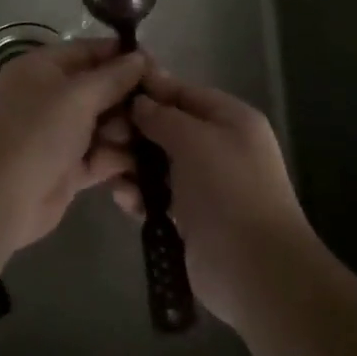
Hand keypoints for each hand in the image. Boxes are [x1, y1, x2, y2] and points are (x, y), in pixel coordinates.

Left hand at [0, 38, 143, 251]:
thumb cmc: (36, 131)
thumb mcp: (77, 95)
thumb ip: (113, 77)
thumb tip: (140, 58)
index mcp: (46, 67)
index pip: (92, 51)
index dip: (125, 57)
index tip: (159, 68)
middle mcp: (53, 96)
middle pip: (102, 89)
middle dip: (130, 99)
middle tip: (161, 110)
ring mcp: (60, 134)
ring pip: (106, 125)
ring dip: (128, 132)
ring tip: (147, 140)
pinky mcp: (69, 169)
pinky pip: (102, 157)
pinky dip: (120, 160)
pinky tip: (147, 165)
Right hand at [110, 66, 311, 329]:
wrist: (255, 269)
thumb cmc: (227, 189)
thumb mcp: (194, 139)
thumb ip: (162, 116)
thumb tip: (140, 102)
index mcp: (230, 119)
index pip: (183, 92)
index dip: (149, 88)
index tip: (111, 86)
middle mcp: (219, 146)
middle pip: (168, 127)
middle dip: (135, 130)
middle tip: (101, 134)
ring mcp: (206, 184)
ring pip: (159, 163)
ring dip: (132, 164)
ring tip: (106, 168)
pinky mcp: (192, 218)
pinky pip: (159, 196)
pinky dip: (140, 195)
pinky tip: (122, 198)